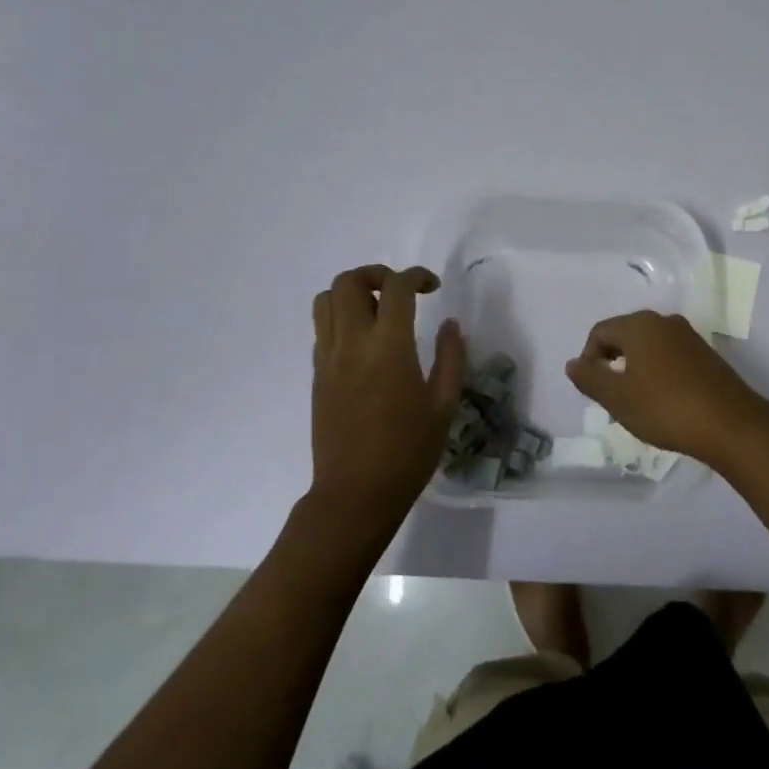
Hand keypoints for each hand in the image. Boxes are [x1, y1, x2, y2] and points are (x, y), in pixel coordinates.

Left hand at [309, 264, 465, 528]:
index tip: (433, 286)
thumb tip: (450, 324)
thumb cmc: (408, 452)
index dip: (417, 275)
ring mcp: (328, 358)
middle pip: (348, 281)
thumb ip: (451, 357)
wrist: (355, 494)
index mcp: (389, 347)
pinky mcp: (317, 374)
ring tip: (378, 309)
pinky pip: (322, 327)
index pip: (396, 287)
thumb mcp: (444, 405)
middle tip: (401, 292)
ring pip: (326, 300)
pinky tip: (365, 341)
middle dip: (376, 274)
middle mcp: (352, 343)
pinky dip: (341, 317)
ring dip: (353, 292)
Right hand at [564, 310, 768, 465]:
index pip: (600, 332)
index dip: (589, 359)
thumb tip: (573, 364)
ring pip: (648, 346)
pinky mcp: (706, 353)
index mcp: (640, 325)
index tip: (594, 390)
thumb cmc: (665, 408)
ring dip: (635, 369)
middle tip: (612, 397)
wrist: (731, 424)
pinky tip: (664, 401)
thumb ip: (590, 378)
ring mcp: (688, 336)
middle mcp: (664, 321)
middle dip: (612, 363)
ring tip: (637, 402)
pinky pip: (669, 355)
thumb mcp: (618, 398)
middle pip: (624, 335)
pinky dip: (658, 372)